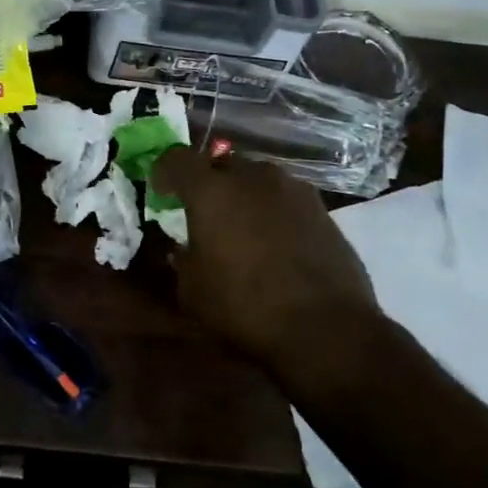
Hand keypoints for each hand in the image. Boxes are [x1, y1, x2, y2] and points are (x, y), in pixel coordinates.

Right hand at [152, 148, 382, 376]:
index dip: (164, 172)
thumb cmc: (245, 307)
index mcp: (212, 191)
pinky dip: (273, 213)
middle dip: (208, 184)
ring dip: (244, 197)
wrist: (326, 328)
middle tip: (203, 213)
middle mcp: (253, 177)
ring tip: (242, 229)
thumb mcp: (193, 290)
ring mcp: (293, 190)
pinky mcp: (322, 209)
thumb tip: (185, 248)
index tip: (161, 192)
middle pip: (221, 165)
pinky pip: (285, 200)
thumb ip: (184, 259)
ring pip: (257, 181)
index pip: (177, 159)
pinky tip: (274, 244)